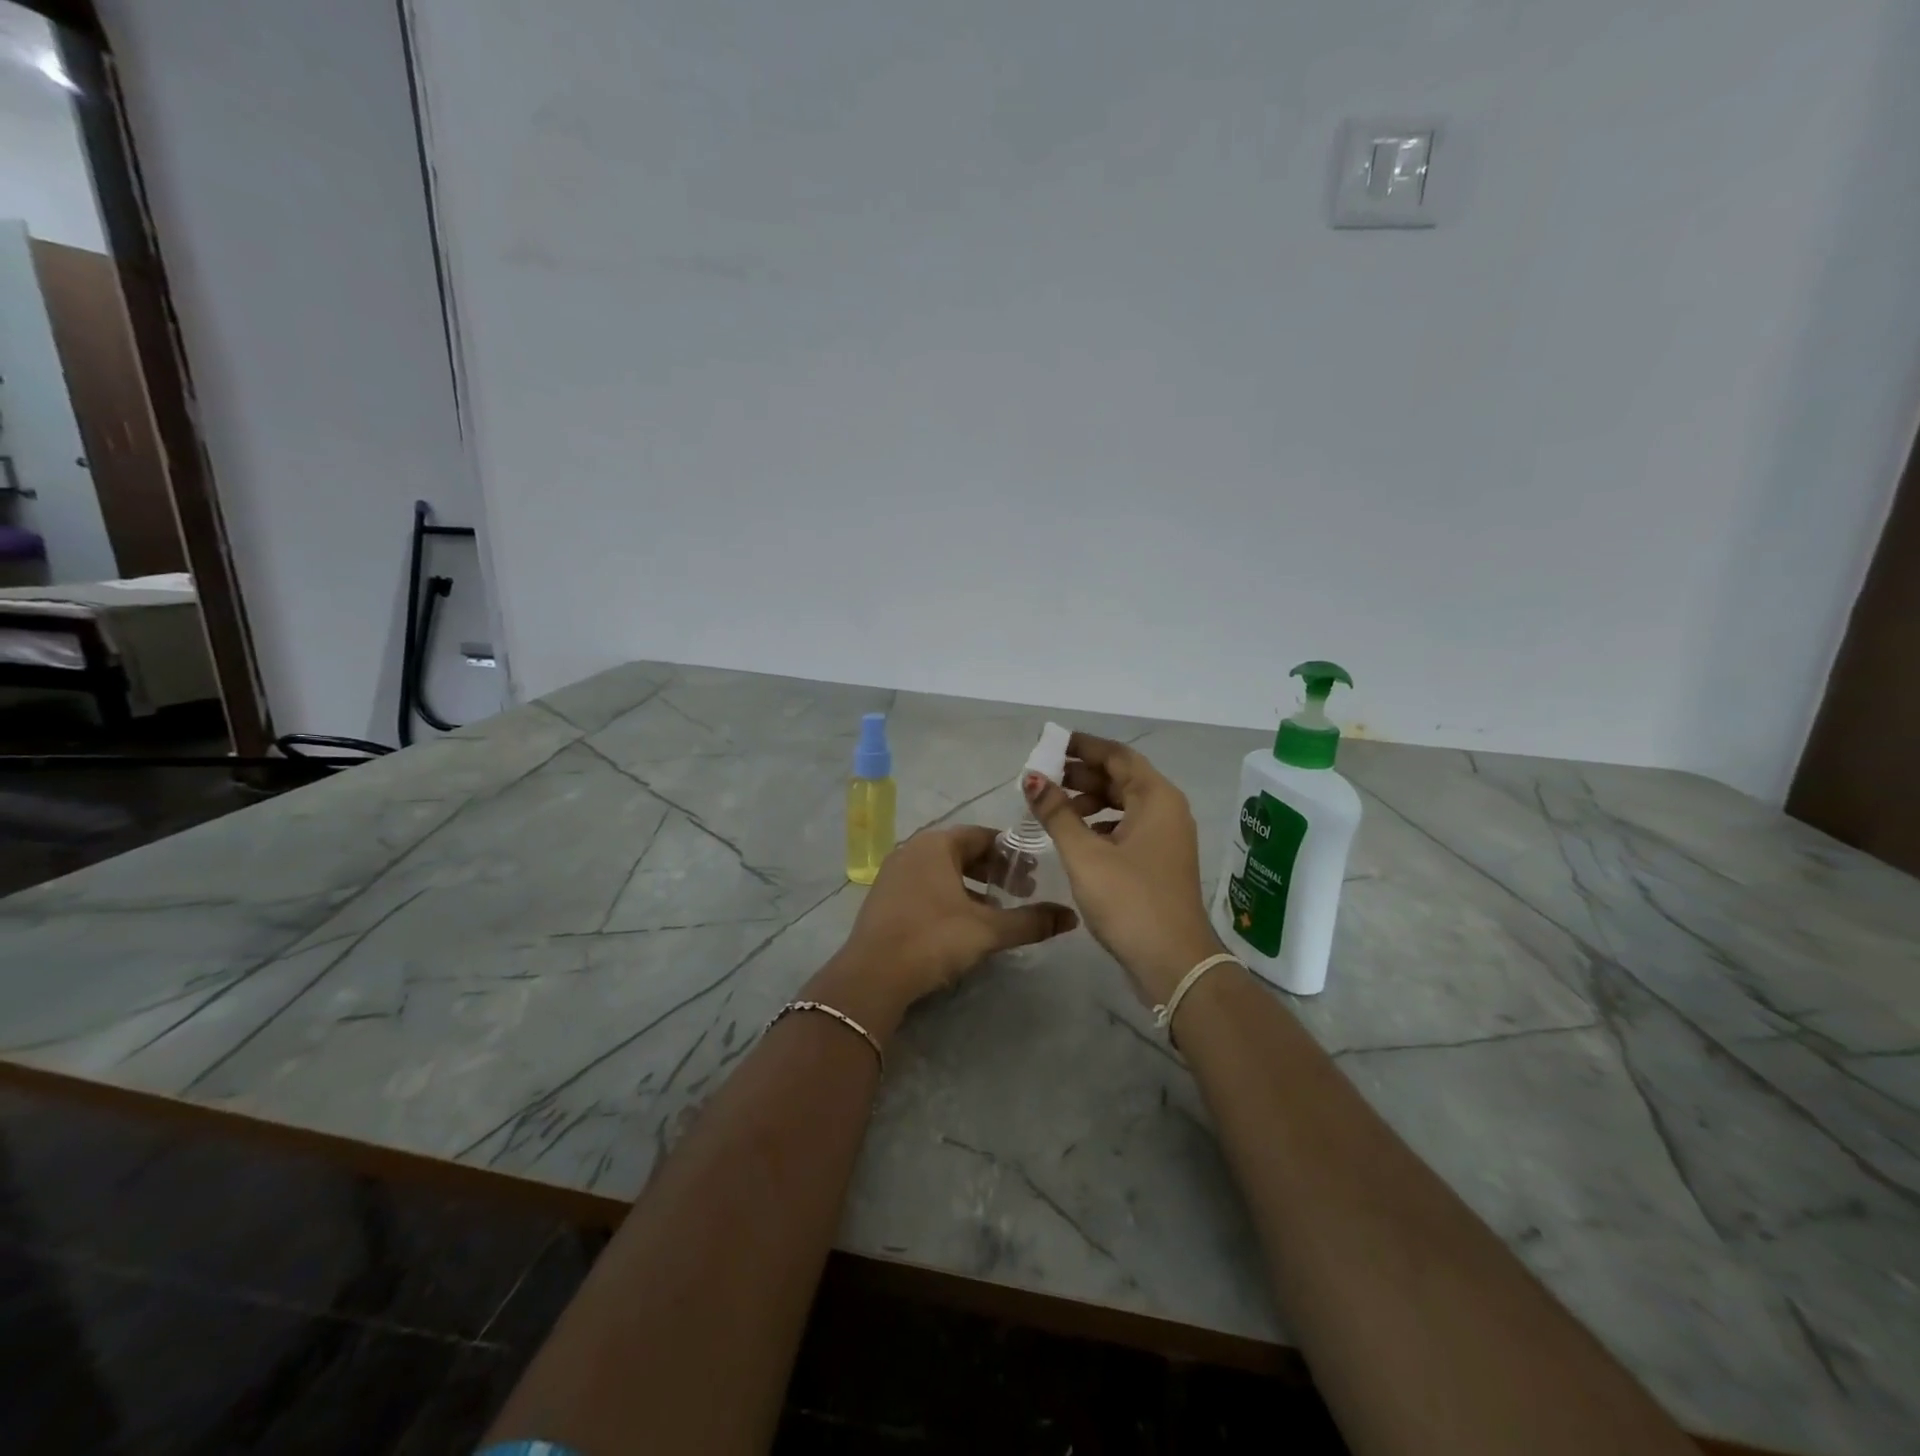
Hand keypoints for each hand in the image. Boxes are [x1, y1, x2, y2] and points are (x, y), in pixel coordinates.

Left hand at [814, 826, 1077, 1038]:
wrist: (872, 976)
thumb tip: (1071, 917)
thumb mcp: (988, 930)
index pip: (982, 835)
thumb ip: (1031, 921)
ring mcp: (894, 873)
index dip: (1012, 853)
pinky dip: (949, 896)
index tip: (1034, 873)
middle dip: (993, 870)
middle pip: (962, 851)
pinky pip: (925, 886)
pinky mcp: (884, 898)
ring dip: (971, 885)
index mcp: (936, 844)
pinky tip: (962, 922)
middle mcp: (912, 850)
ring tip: (996, 908)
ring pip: (943, 871)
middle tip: (1021, 891)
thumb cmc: (933, 939)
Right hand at [1023, 734, 1223, 1005]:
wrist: (1174, 963)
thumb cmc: (1130, 900)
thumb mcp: (1086, 854)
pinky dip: (1099, 825)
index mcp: (1156, 798)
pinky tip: (1074, 837)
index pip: (1117, 755)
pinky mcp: (1158, 862)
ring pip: (1123, 805)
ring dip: (1088, 801)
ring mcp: (1165, 838)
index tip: (1048, 744)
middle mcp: (1166, 810)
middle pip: (1121, 778)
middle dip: (1081, 775)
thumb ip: (1057, 813)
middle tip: (1042, 778)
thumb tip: (1032, 777)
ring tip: (1051, 810)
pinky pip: (1126, 828)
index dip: (1082, 746)